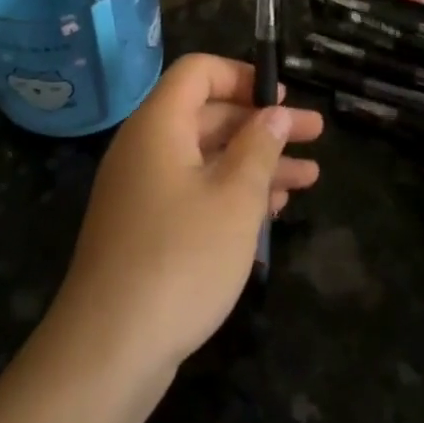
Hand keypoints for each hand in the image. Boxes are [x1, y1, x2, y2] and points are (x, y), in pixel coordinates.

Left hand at [48, 54, 323, 380]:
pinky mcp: (146, 229)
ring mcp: (143, 191)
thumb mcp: (235, 198)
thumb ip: (259, 147)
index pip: (197, 72)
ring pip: (207, 158)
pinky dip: (232, 193)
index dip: (241, 75)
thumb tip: (274, 112)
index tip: (282, 97)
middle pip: (208, 115)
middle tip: (314, 134)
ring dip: (256, 163)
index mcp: (158, 125)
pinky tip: (272, 211)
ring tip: (309, 177)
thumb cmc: (181, 258)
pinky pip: (195, 191)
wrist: (109, 349)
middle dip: (262, 123)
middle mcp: (146, 148)